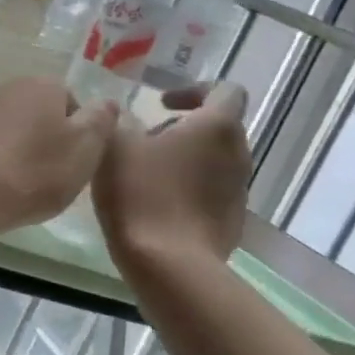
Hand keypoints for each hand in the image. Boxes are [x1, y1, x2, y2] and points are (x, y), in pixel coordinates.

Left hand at [0, 78, 119, 235]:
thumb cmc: (32, 170)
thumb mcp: (84, 150)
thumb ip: (100, 123)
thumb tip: (107, 102)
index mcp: (43, 85)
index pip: (72, 101)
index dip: (78, 134)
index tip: (76, 164)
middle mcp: (6, 87)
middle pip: (37, 114)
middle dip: (45, 141)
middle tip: (50, 178)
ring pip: (8, 129)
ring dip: (16, 152)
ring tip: (19, 187)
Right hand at [92, 82, 250, 271]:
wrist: (169, 265)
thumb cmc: (141, 193)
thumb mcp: (114, 146)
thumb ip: (117, 120)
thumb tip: (120, 112)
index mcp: (216, 126)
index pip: (226, 90)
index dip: (193, 90)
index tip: (161, 105)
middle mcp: (238, 153)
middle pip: (218, 127)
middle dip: (184, 128)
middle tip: (145, 141)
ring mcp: (240, 190)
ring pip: (214, 161)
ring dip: (186, 160)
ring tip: (146, 176)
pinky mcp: (233, 221)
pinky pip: (211, 192)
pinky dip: (189, 189)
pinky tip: (156, 206)